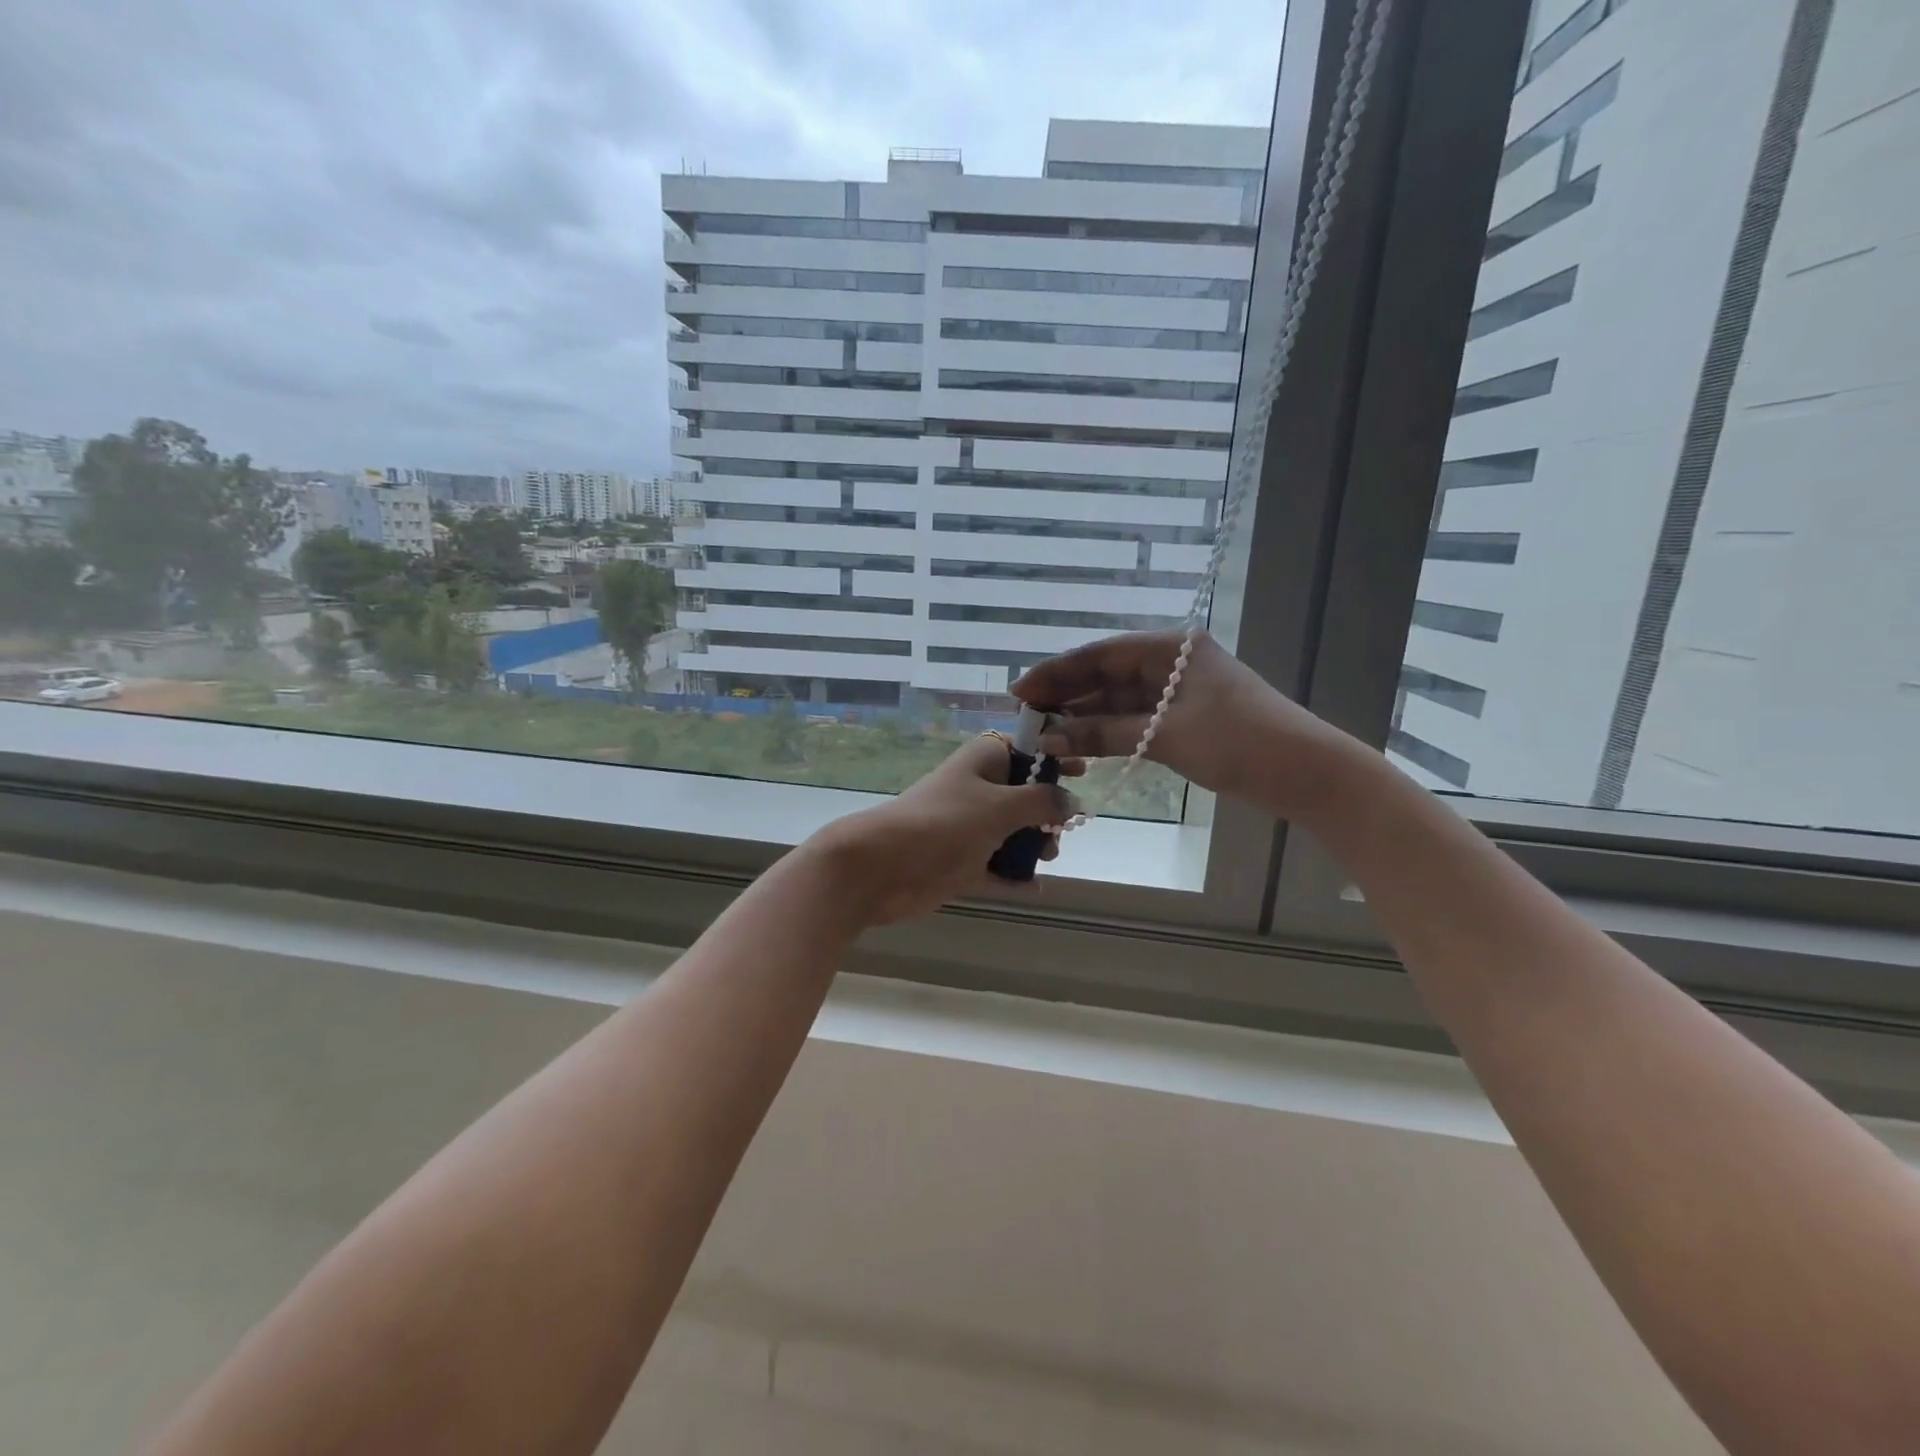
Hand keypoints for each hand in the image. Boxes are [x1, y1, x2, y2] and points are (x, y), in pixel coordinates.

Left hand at [801, 736, 1081, 927]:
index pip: (1026, 747)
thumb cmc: (944, 823)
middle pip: (1024, 793)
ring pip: (1013, 831)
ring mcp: (968, 827)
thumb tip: (1074, 801)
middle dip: (1048, 810)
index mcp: (984, 761)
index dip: (1055, 756)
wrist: (882, 866)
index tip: (1083, 770)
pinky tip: (1035, 886)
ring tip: (1047, 858)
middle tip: (1062, 828)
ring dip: (1034, 845)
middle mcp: (978, 790)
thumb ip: (1043, 801)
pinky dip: (1014, 876)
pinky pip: (996, 867)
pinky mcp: (960, 862)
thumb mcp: (1001, 806)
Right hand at [1010, 629, 1363, 823]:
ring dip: (1083, 718)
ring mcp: (1177, 694)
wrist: (1306, 773)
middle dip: (1065, 696)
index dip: (1057, 673)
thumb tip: (1048, 739)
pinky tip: (1079, 746)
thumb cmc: (1239, 742)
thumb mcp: (1166, 735)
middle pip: (1106, 676)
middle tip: (1024, 717)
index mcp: (1170, 649)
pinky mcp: (1183, 722)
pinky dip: (1107, 733)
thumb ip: (1104, 733)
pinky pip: (1133, 722)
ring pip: (1117, 701)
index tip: (1020, 692)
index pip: (1100, 655)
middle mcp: (1170, 664)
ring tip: (1044, 735)